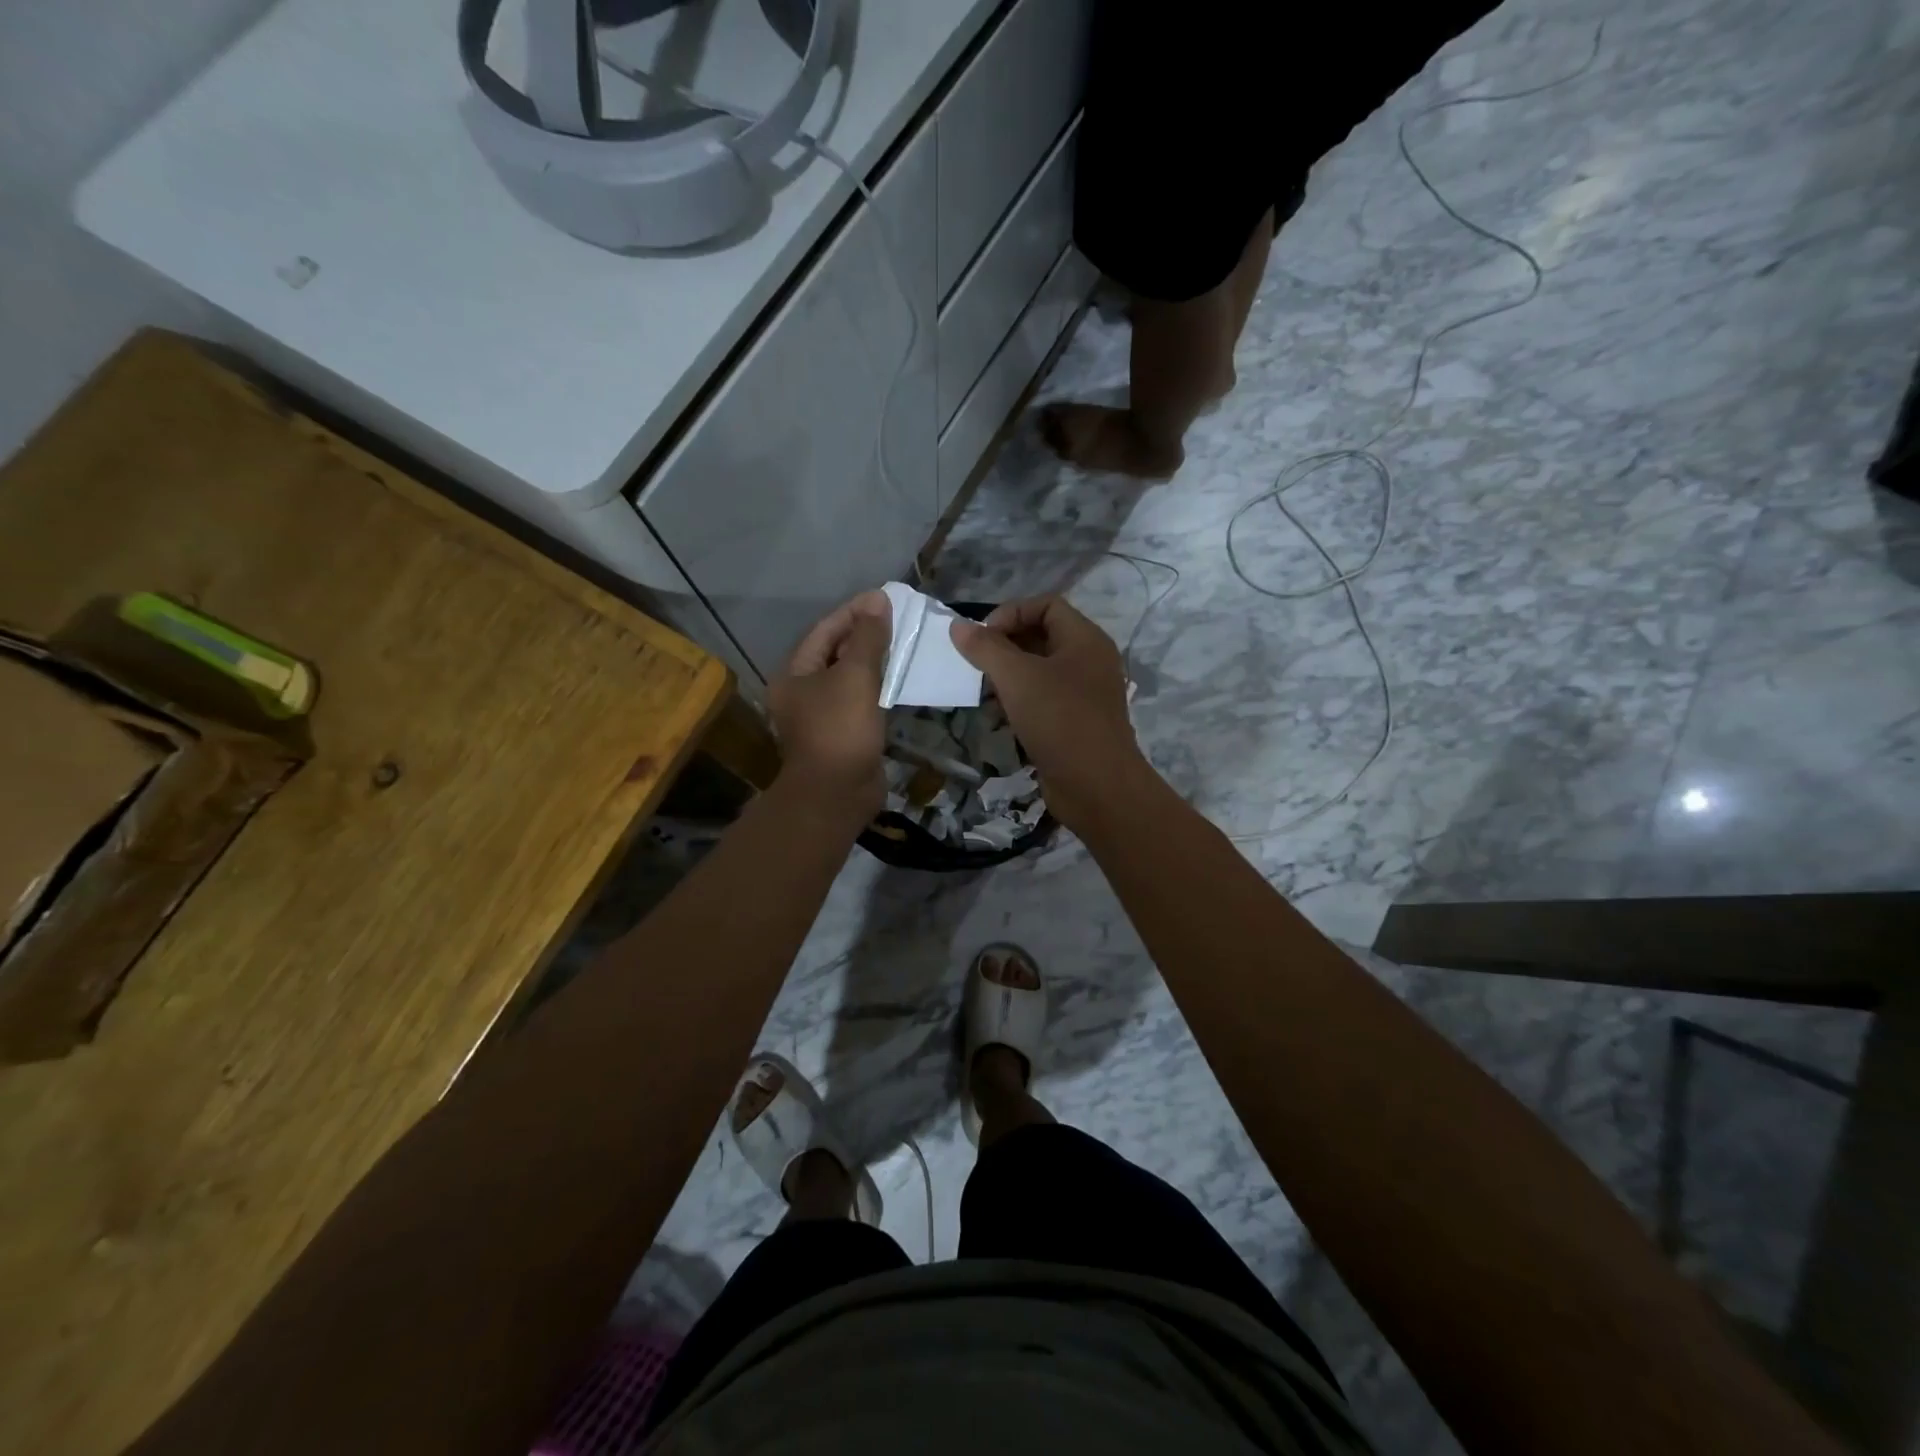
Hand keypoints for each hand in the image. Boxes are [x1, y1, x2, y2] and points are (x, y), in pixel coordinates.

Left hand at [768, 591, 891, 820]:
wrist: (837, 793)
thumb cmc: (840, 728)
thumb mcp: (855, 675)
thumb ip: (868, 637)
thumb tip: (878, 600)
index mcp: (795, 673)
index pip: (825, 630)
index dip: (854, 612)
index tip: (885, 599)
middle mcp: (803, 691)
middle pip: (835, 652)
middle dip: (865, 635)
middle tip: (899, 620)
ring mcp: (822, 715)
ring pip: (850, 678)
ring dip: (875, 661)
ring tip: (904, 644)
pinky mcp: (843, 734)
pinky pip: (861, 701)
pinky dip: (879, 688)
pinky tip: (900, 680)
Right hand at [949, 596, 1147, 829]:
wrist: (1096, 787)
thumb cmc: (1059, 720)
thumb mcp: (1017, 678)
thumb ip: (986, 648)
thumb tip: (958, 625)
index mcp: (1085, 639)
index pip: (1046, 604)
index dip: (1011, 613)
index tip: (982, 637)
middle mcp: (1089, 661)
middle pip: (1042, 636)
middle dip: (1005, 645)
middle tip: (976, 664)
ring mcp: (1084, 694)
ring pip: (1040, 671)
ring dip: (1009, 676)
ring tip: (983, 690)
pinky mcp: (1076, 723)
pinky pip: (1044, 700)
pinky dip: (1019, 701)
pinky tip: (998, 716)